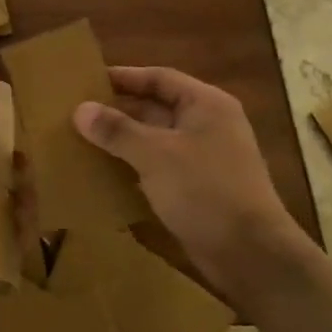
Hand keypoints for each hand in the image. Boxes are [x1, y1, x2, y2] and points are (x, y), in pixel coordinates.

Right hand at [73, 66, 298, 298]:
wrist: (252, 255)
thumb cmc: (205, 190)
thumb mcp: (155, 154)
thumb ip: (117, 130)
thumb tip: (80, 109)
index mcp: (206, 104)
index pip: (160, 78)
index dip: (124, 77)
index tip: (88, 80)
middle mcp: (209, 125)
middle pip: (157, 108)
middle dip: (120, 110)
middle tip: (79, 113)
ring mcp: (207, 158)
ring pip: (157, 140)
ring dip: (125, 141)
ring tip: (85, 141)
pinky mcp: (200, 189)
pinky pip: (161, 167)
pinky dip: (136, 167)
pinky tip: (107, 174)